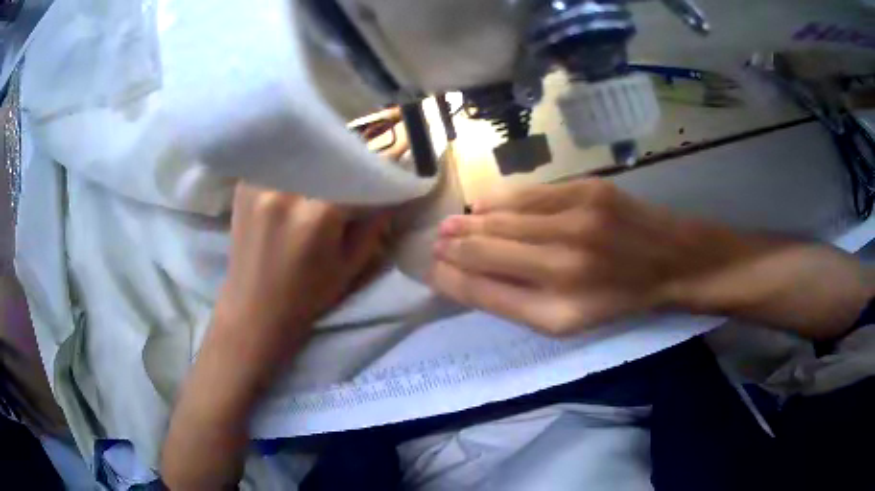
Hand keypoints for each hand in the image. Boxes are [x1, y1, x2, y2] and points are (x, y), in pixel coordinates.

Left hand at [162, 184, 387, 489]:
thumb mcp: (349, 268)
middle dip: (349, 157)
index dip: (377, 169)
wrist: (253, 312)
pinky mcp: (244, 186)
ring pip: (300, 152)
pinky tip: (299, 171)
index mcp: (318, 215)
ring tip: (329, 166)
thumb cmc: (305, 297)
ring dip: (319, 156)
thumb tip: (392, 194)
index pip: (357, 173)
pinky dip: (292, 162)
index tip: (390, 167)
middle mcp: (286, 191)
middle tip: (359, 166)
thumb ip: (373, 227)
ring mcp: (259, 184)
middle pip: (328, 154)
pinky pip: (276, 159)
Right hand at [429, 180, 874, 337]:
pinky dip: (502, 202)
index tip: (430, 270)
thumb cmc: (624, 300)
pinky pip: (530, 196)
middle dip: (453, 247)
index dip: (451, 279)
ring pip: (504, 219)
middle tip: (431, 244)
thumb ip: (517, 302)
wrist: (675, 262)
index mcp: (559, 309)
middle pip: (488, 250)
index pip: (485, 290)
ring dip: (471, 223)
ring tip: (450, 225)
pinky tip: (485, 207)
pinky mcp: (589, 191)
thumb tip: (467, 278)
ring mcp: (578, 221)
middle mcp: (564, 265)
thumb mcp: (572, 322)